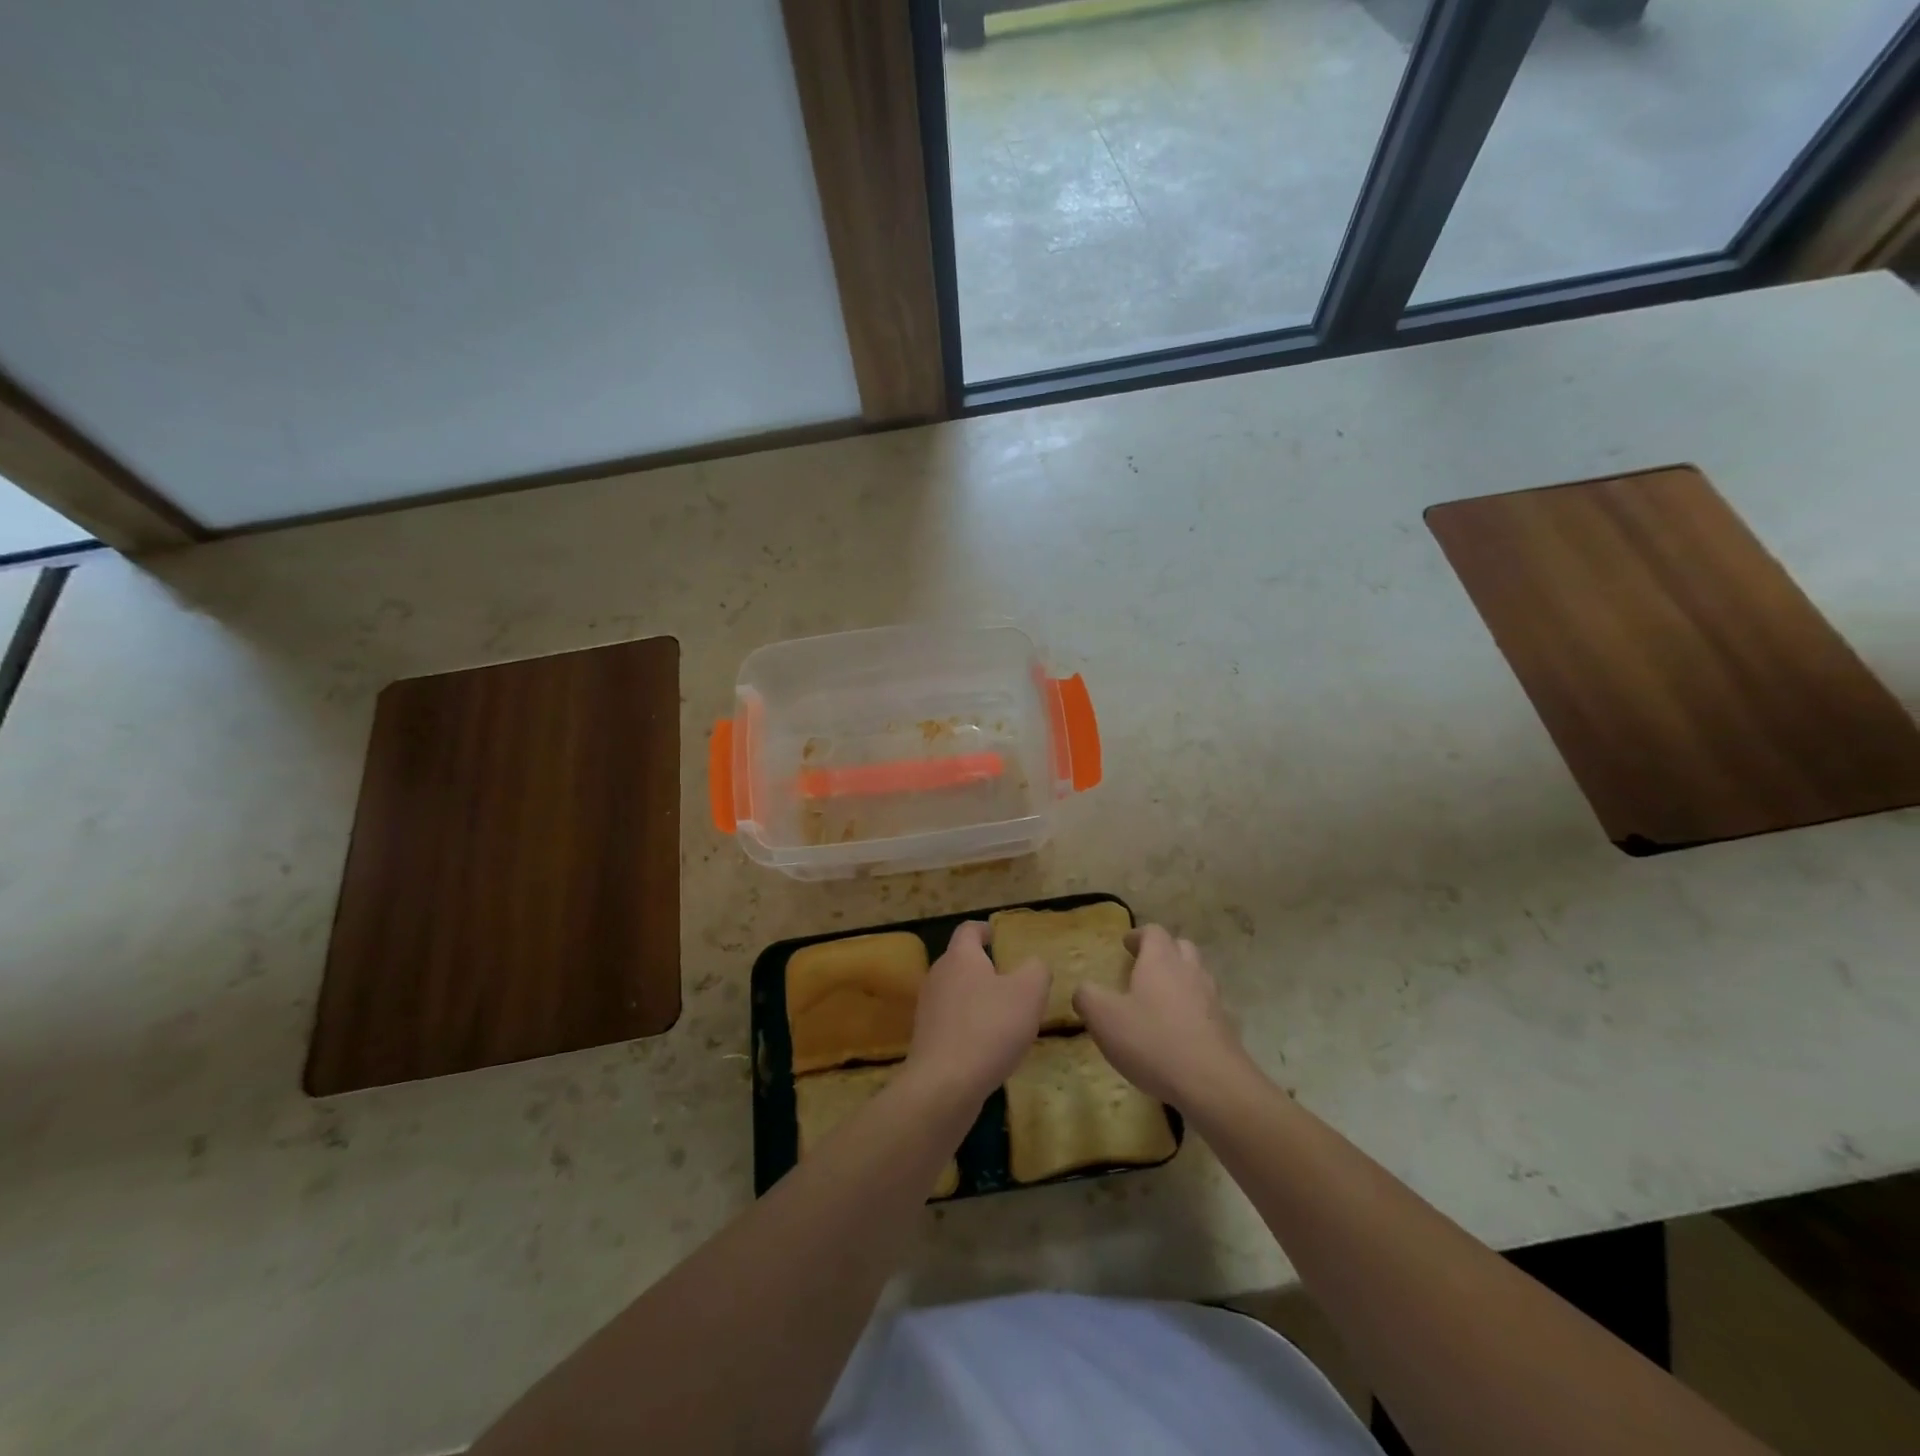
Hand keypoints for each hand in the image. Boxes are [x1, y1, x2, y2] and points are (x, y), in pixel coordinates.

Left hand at [903, 921, 1048, 1106]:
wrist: (944, 1085)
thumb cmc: (989, 1028)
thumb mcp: (1028, 993)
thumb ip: (1036, 971)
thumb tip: (1033, 965)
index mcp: (960, 957)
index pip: (968, 930)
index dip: (984, 929)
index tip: (997, 935)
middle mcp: (938, 976)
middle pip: (961, 962)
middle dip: (985, 967)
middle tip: (1012, 980)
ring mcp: (928, 1008)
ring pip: (957, 993)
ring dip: (978, 999)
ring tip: (1005, 1015)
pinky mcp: (927, 1039)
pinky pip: (953, 1021)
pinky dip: (970, 1025)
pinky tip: (989, 1045)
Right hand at [1073, 924, 1256, 1107]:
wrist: (1212, 1083)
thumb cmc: (1152, 1040)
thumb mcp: (1104, 1018)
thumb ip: (1087, 997)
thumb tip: (1083, 990)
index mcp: (1160, 961)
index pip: (1153, 932)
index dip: (1138, 935)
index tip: (1126, 945)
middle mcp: (1189, 971)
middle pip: (1181, 947)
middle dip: (1163, 952)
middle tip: (1143, 967)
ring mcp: (1212, 999)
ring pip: (1197, 975)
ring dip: (1180, 979)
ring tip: (1159, 999)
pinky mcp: (1225, 1027)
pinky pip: (1206, 1007)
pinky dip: (1192, 1009)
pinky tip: (1178, 1031)